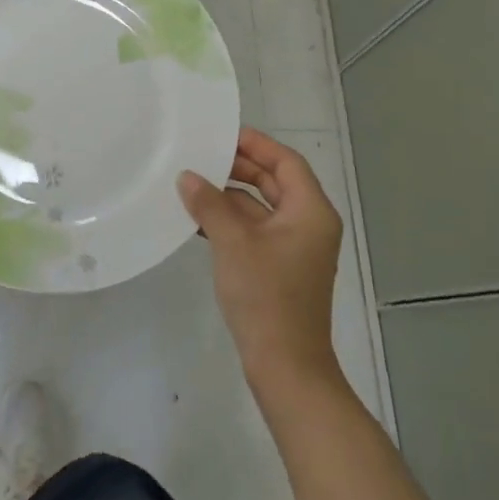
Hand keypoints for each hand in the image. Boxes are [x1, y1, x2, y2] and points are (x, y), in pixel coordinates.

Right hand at [178, 128, 343, 387]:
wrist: (285, 365)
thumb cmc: (266, 296)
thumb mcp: (233, 243)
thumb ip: (210, 204)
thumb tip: (188, 177)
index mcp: (310, 211)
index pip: (286, 162)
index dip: (256, 144)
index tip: (221, 134)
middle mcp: (308, 224)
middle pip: (275, 182)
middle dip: (239, 168)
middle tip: (201, 156)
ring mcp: (294, 248)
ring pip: (262, 208)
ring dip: (230, 196)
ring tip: (191, 184)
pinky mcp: (280, 267)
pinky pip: (255, 231)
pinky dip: (231, 221)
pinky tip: (198, 220)